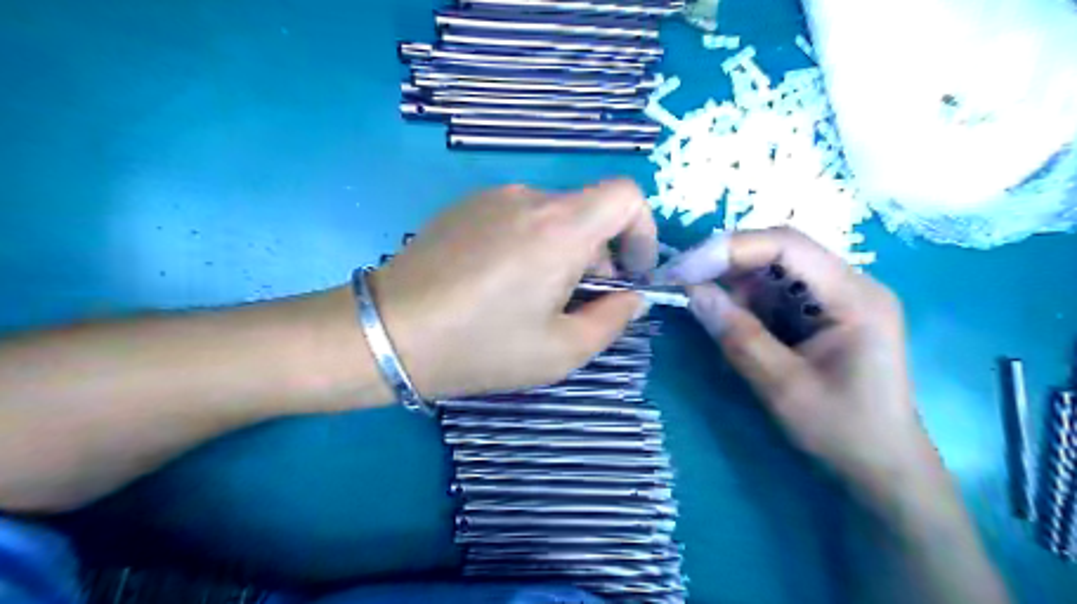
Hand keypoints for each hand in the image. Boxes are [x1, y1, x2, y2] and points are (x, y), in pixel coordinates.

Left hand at [369, 181, 657, 401]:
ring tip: (530, 298)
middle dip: (597, 256)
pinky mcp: (463, 206)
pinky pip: (516, 217)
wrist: (388, 332)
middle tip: (574, 303)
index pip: (626, 195)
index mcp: (560, 228)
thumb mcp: (560, 351)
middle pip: (588, 211)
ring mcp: (491, 197)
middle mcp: (529, 198)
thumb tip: (632, 297)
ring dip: (561, 252)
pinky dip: (528, 244)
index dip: (641, 230)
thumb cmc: (480, 347)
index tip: (629, 273)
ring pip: (552, 216)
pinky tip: (496, 283)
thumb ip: (612, 320)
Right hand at [666, 226, 934, 494]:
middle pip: (778, 252)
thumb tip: (691, 291)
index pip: (787, 246)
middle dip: (726, 264)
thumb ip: (738, 336)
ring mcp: (834, 299)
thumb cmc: (843, 432)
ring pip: (770, 272)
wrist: (882, 468)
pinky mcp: (819, 315)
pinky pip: (773, 294)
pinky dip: (743, 305)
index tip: (684, 271)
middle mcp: (848, 285)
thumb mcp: (784, 388)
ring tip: (706, 313)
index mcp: (854, 296)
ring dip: (732, 287)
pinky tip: (729, 325)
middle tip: (681, 284)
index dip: (730, 249)